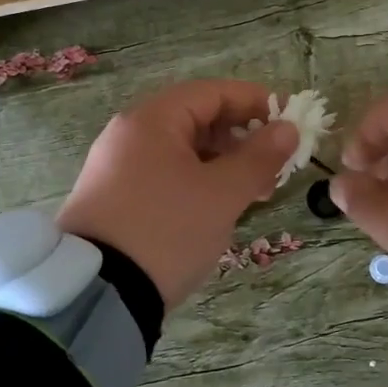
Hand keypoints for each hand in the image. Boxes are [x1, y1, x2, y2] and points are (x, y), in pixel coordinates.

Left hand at [57, 80, 297, 309]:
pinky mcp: (114, 199)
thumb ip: (259, 157)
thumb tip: (287, 129)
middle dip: (241, 138)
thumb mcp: (222, 194)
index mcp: (152, 120)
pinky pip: (165, 175)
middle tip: (276, 165)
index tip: (289, 120)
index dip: (255, 102)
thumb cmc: (167, 230)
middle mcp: (129, 135)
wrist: (97, 294)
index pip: (212, 92)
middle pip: (196, 119)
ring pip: (183, 151)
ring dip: (223, 164)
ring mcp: (117, 167)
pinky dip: (198, 182)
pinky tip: (219, 208)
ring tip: (255, 193)